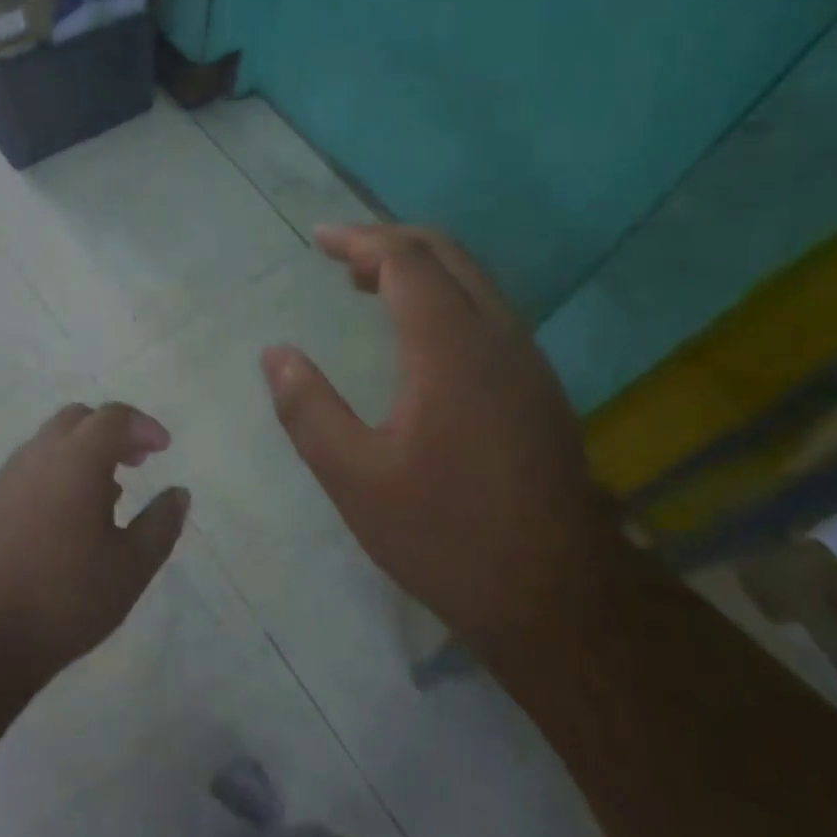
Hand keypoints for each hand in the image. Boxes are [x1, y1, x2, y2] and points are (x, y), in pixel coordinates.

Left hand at [0, 403, 189, 678]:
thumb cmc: (64, 599)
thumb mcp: (130, 568)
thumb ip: (160, 525)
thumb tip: (178, 493)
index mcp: (76, 460)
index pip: (114, 417)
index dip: (144, 426)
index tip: (163, 449)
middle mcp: (39, 455)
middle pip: (79, 418)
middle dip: (112, 431)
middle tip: (136, 462)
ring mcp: (7, 477)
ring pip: (51, 442)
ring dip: (83, 452)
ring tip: (106, 495)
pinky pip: (30, 468)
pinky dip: (57, 473)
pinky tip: (66, 519)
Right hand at [261, 225, 619, 643]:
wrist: (562, 598)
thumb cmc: (449, 536)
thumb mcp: (357, 480)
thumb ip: (309, 410)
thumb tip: (275, 354)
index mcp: (451, 348)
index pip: (405, 260)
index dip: (359, 240)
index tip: (319, 239)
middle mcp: (497, 337)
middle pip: (446, 254)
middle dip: (390, 241)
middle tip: (341, 255)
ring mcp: (527, 360)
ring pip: (473, 280)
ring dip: (420, 268)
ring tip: (368, 286)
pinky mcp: (539, 386)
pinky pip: (488, 310)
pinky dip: (445, 296)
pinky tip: (418, 336)